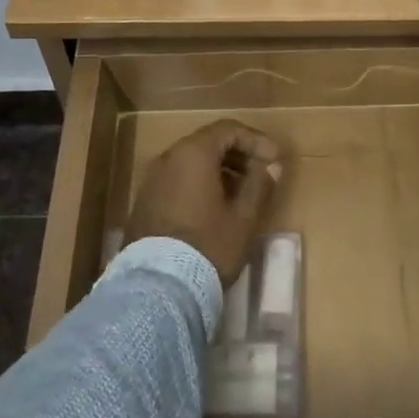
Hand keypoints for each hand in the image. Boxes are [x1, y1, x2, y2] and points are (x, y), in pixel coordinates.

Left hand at [126, 120, 283, 282]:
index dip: (255, 140)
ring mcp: (151, 180)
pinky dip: (199, 184)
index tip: (274, 158)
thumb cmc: (208, 246)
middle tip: (260, 174)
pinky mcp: (144, 202)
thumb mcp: (243, 218)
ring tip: (241, 194)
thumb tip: (272, 166)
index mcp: (193, 154)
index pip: (228, 130)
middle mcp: (168, 158)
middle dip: (237, 155)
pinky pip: (177, 180)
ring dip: (219, 171)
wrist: (158, 288)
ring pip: (191, 163)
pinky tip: (215, 208)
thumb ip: (259, 185)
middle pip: (207, 143)